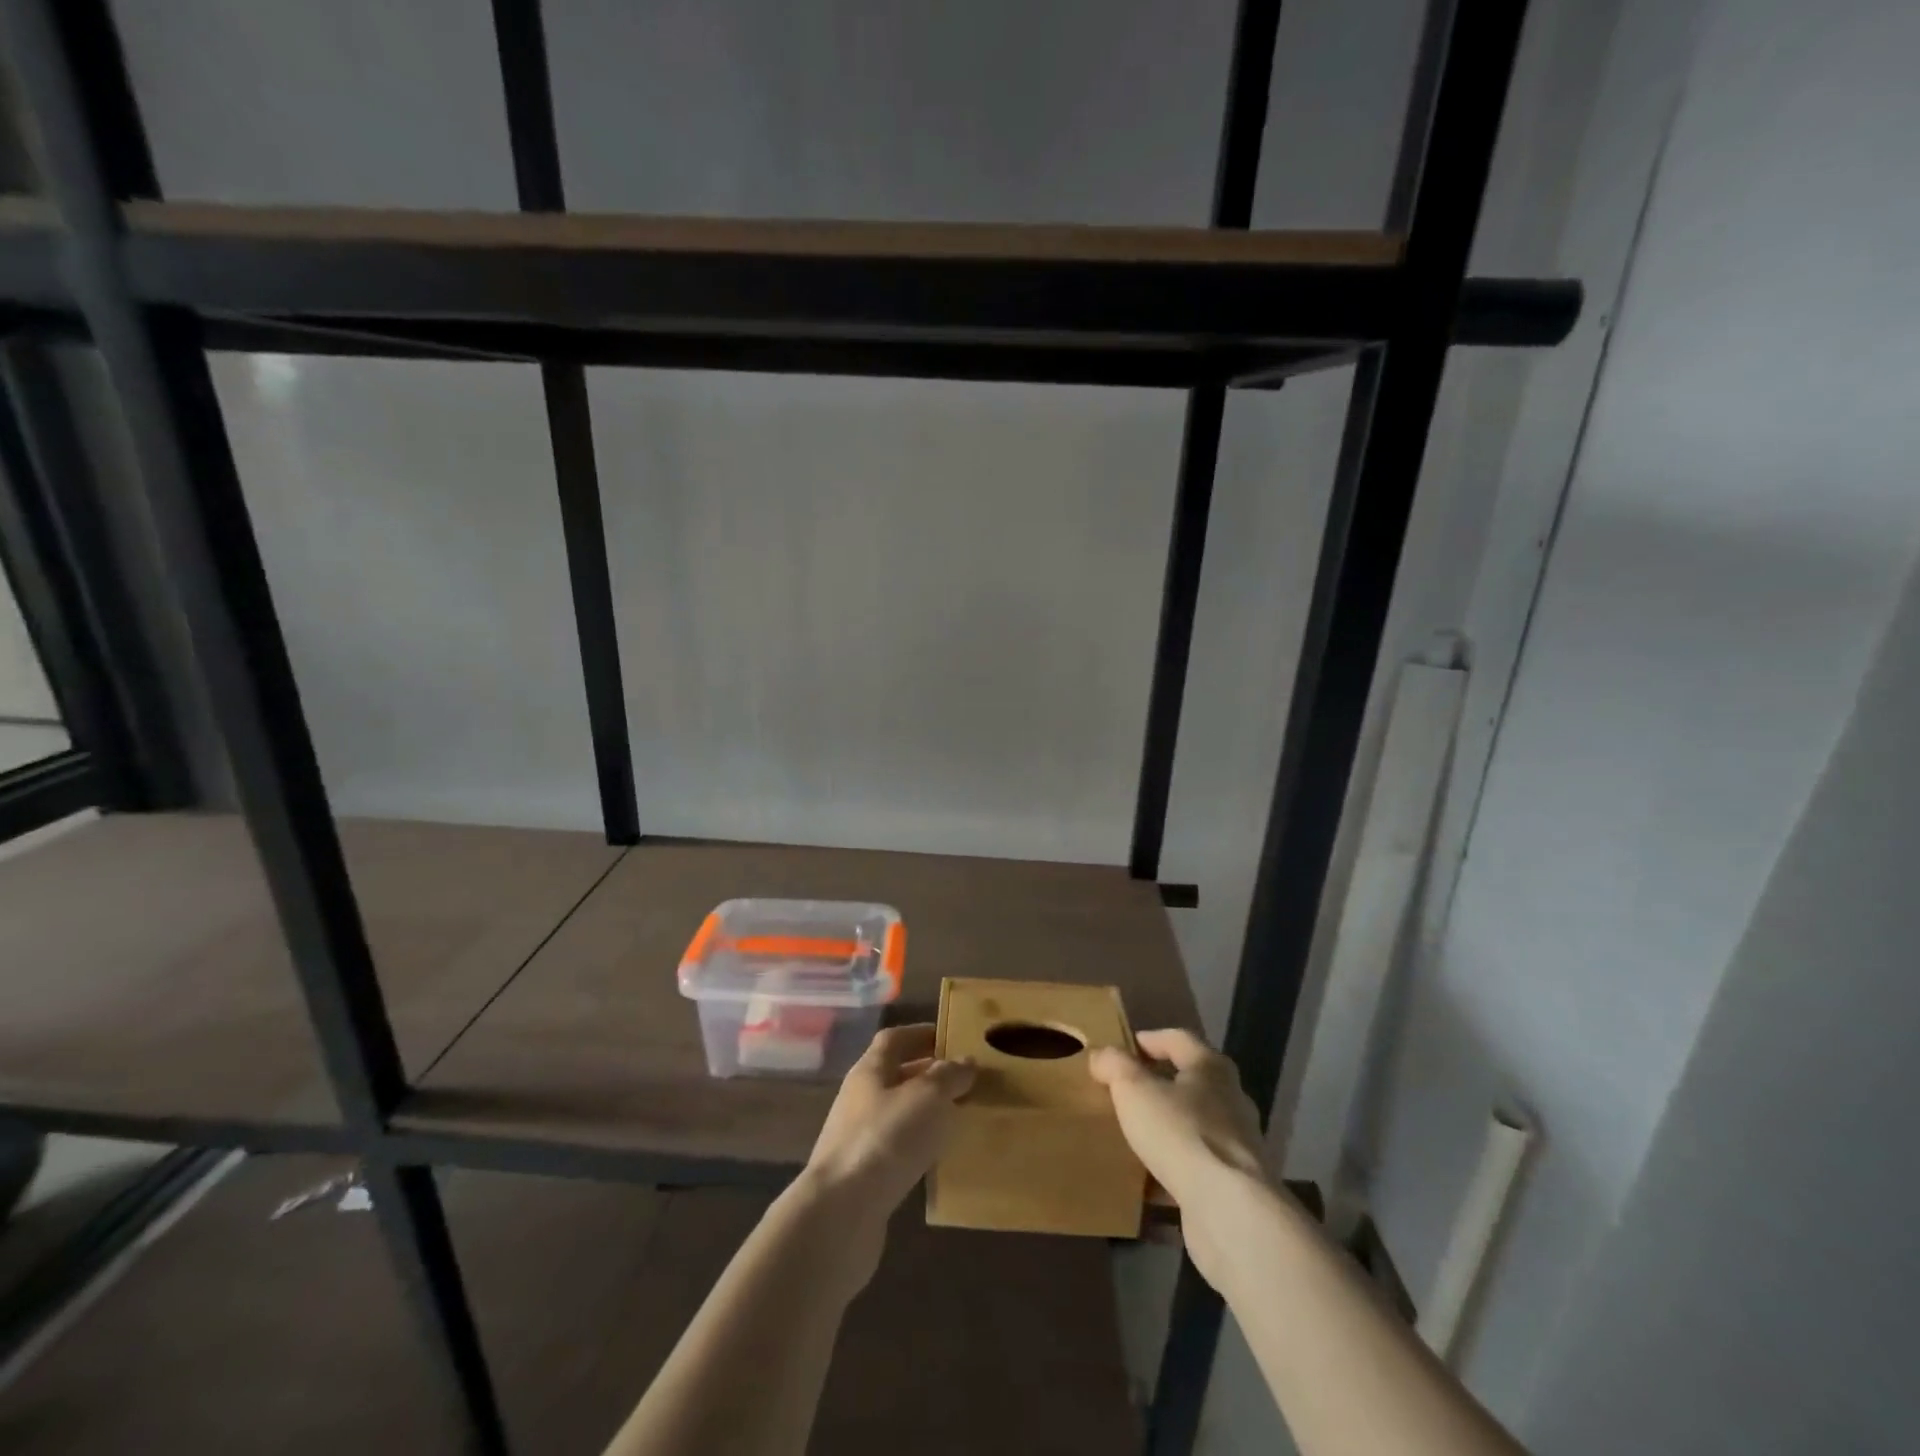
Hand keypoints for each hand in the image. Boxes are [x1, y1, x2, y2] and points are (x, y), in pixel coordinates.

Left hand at [795, 1024, 973, 1283]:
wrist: (841, 1213)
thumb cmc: (886, 1139)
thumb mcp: (927, 1097)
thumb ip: (949, 1076)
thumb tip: (966, 1061)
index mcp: (870, 1071)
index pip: (894, 1039)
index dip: (921, 1034)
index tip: (951, 1038)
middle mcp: (860, 1098)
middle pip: (895, 1075)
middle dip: (928, 1074)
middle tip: (964, 1079)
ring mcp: (857, 1138)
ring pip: (897, 1113)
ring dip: (925, 1112)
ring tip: (959, 1117)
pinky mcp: (862, 1175)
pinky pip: (896, 1148)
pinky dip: (918, 1145)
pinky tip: (939, 1157)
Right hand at [1089, 1029, 1270, 1284]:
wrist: (1229, 1211)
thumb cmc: (1180, 1133)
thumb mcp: (1134, 1089)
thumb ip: (1114, 1065)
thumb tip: (1102, 1055)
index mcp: (1211, 1068)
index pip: (1178, 1039)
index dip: (1148, 1039)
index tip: (1122, 1050)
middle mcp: (1231, 1100)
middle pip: (1191, 1082)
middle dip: (1159, 1085)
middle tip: (1125, 1092)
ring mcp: (1237, 1145)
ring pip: (1194, 1127)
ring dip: (1167, 1129)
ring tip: (1133, 1136)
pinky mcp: (1234, 1185)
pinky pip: (1197, 1168)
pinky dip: (1173, 1171)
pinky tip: (1147, 1183)